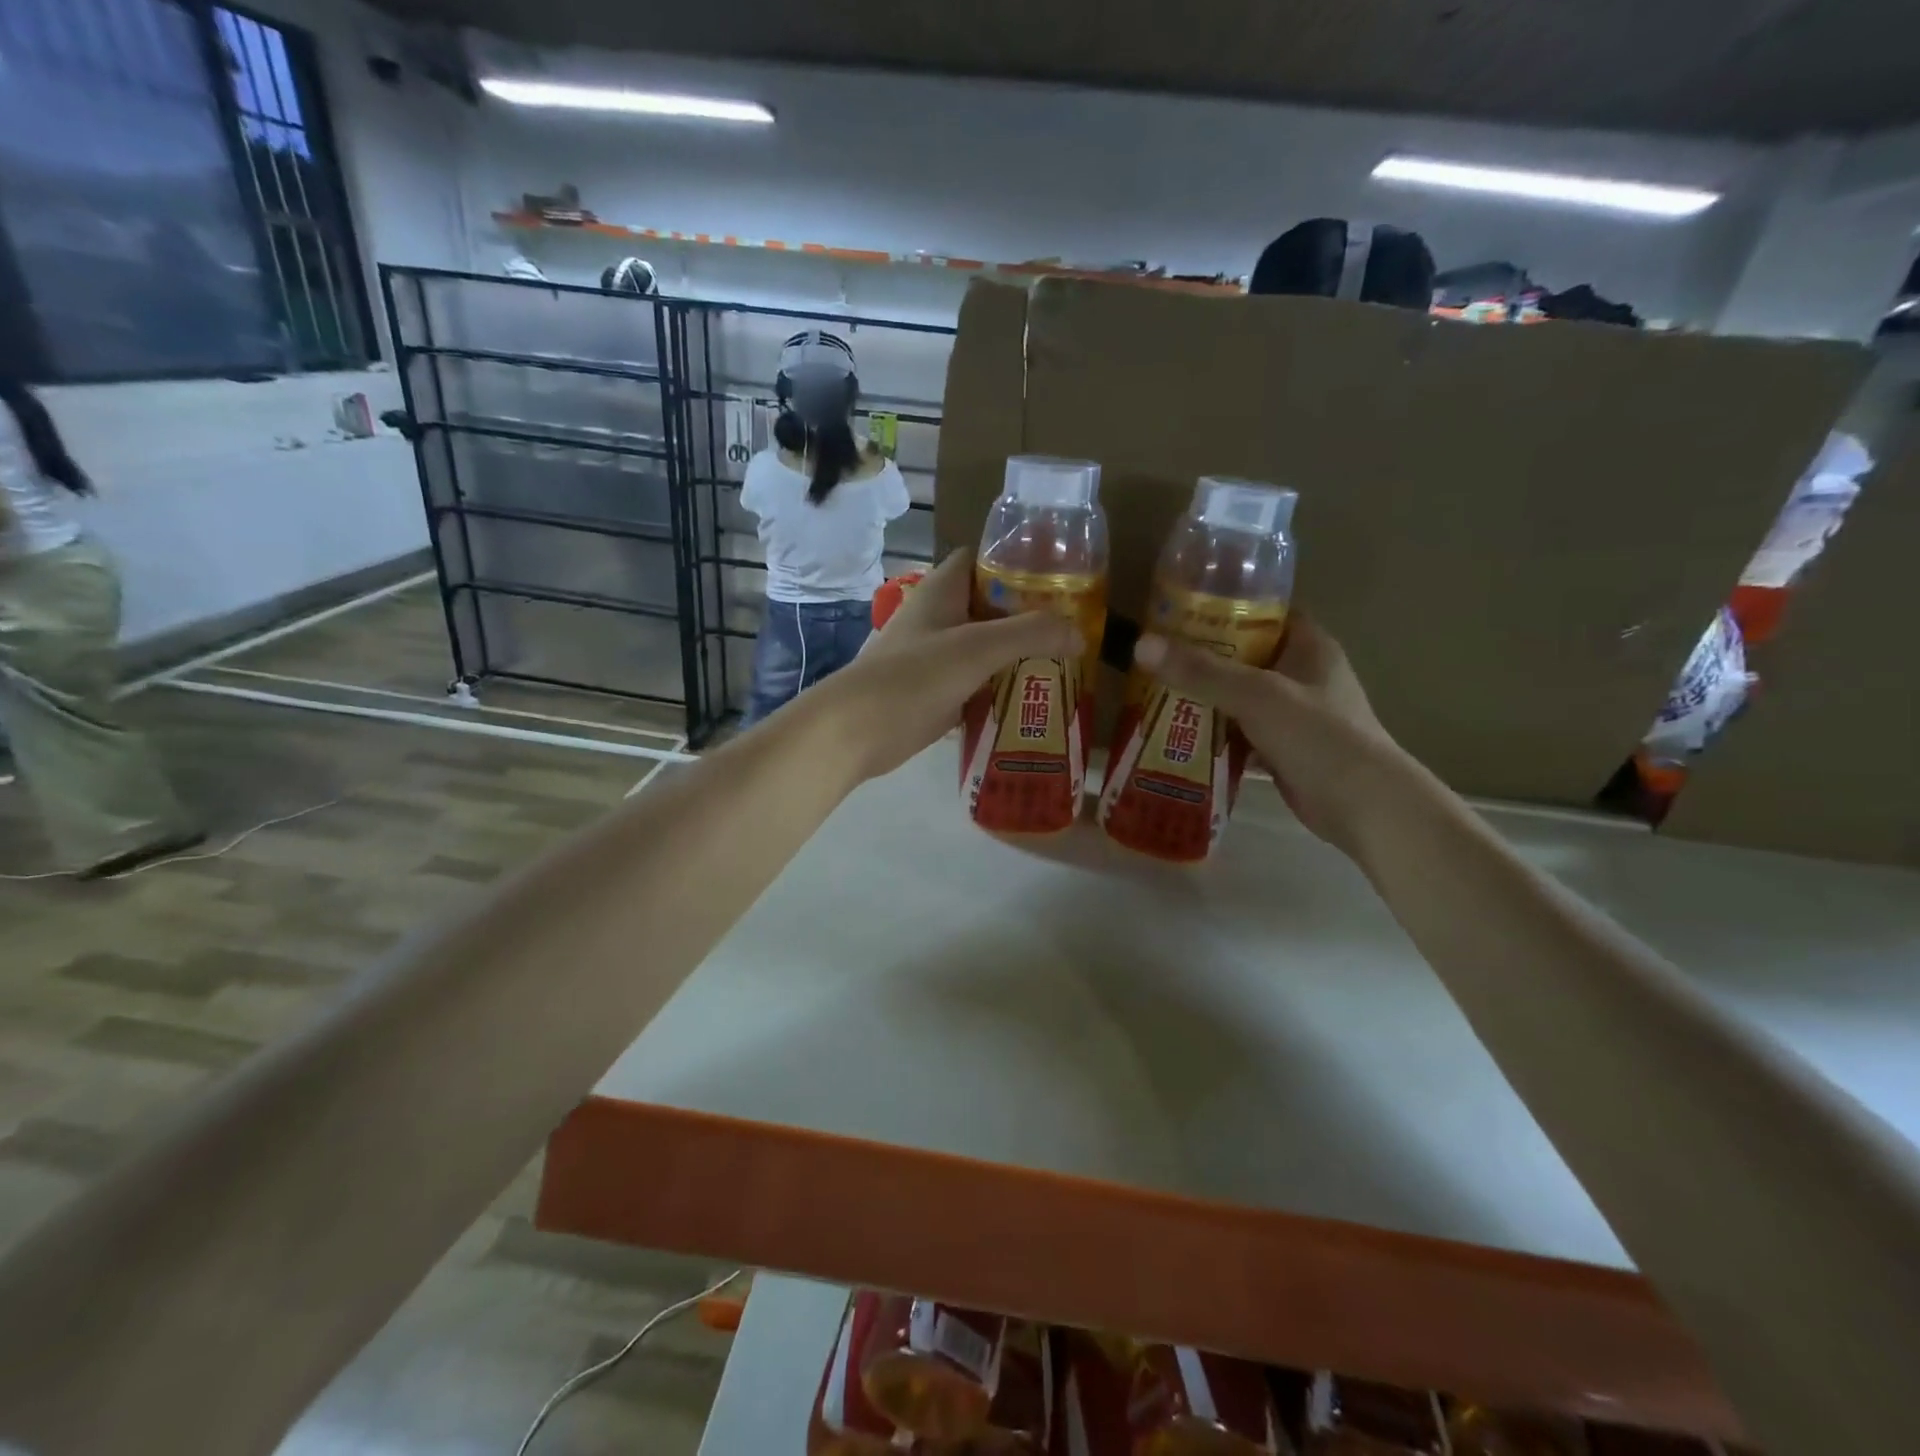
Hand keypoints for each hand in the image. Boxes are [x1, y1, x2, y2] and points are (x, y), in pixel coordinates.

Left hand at [818, 549, 1079, 782]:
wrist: (855, 731)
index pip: (980, 559)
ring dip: (1016, 655)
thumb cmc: (913, 677)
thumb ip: (1030, 634)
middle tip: (1071, 628)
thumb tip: (1079, 633)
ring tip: (1063, 663)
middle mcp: (937, 618)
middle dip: (1027, 614)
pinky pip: (975, 682)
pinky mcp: (933, 692)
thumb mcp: (977, 648)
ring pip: (983, 647)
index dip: (1015, 561)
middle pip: (989, 605)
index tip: (1057, 576)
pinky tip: (1031, 700)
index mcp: (941, 592)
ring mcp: (933, 657)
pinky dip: (1000, 687)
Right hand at [1133, 616, 1417, 857]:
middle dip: (1203, 656)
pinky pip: (1240, 733)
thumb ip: (1201, 672)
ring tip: (1154, 690)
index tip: (1180, 608)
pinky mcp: (1284, 750)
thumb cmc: (1319, 737)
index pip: (1265, 612)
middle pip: (1246, 656)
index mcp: (1309, 647)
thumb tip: (1141, 644)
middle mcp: (1303, 676)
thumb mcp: (1256, 696)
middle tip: (1155, 653)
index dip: (1226, 606)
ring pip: (1240, 697)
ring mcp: (1294, 716)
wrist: (1364, 807)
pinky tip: (1177, 734)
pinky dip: (1214, 734)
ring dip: (1204, 697)